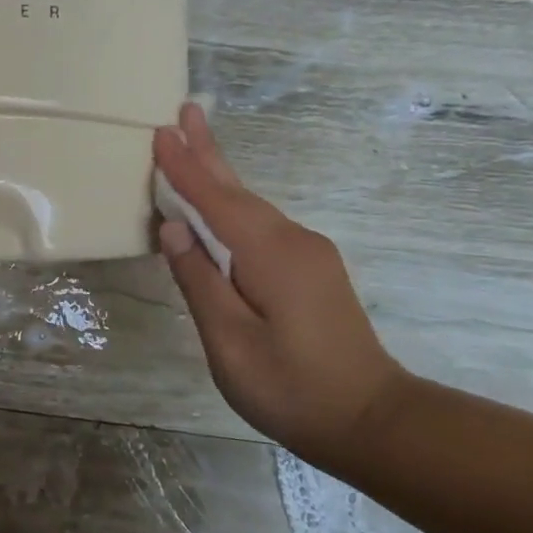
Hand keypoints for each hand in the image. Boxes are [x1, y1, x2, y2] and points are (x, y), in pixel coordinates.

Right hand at [154, 102, 406, 460]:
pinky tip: (217, 203)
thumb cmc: (292, 388)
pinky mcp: (310, 268)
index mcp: (271, 256)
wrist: (372, 421)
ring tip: (191, 145)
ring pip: (251, 206)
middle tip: (185, 111)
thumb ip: (200, 281)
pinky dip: (231, 205)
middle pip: (238, 191)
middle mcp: (293, 241)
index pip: (216, 201)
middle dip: (208, 151)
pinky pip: (260, 224)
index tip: (160, 132)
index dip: (185, 168)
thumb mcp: (231, 342)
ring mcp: (307, 253)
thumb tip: (174, 228)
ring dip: (218, 176)